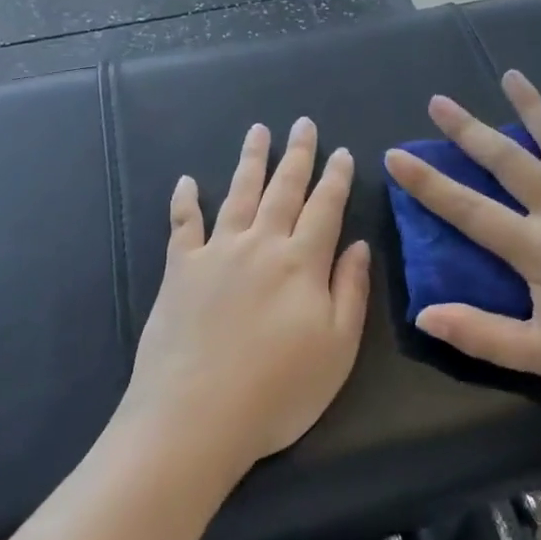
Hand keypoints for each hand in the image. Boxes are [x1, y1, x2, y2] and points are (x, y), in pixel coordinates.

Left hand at [123, 118, 370, 477]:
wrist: (195, 416)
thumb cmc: (277, 391)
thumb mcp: (337, 349)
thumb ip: (351, 291)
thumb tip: (359, 245)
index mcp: (302, 263)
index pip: (325, 208)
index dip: (337, 178)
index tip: (343, 152)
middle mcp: (261, 244)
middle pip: (284, 189)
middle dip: (298, 154)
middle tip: (303, 123)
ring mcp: (217, 252)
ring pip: (239, 193)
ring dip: (251, 160)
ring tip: (258, 130)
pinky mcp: (180, 269)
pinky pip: (183, 224)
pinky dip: (185, 200)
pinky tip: (186, 181)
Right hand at [384, 71, 540, 426]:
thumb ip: (481, 334)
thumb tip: (424, 314)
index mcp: (539, 249)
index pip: (469, 210)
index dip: (428, 183)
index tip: (396, 155)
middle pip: (509, 160)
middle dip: (469, 130)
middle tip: (439, 101)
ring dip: (535, 106)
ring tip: (511, 75)